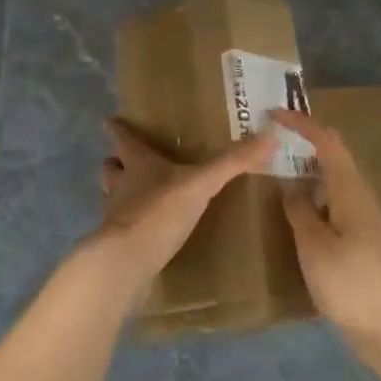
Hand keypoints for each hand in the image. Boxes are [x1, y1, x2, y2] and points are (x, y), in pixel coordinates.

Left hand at [86, 118, 277, 301]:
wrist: (128, 260)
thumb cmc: (161, 211)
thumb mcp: (202, 183)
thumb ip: (233, 162)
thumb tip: (270, 135)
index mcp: (138, 164)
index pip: (124, 140)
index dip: (118, 129)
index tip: (110, 120)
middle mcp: (122, 185)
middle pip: (112, 168)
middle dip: (117, 162)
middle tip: (124, 160)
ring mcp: (115, 216)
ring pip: (113, 196)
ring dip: (121, 193)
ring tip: (136, 195)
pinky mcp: (117, 244)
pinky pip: (123, 228)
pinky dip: (131, 225)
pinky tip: (145, 232)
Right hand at [270, 110, 380, 347]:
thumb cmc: (351, 283)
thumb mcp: (314, 246)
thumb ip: (299, 211)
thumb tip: (290, 185)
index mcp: (351, 190)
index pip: (327, 142)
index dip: (302, 124)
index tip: (273, 114)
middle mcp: (363, 198)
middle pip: (335, 158)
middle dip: (305, 144)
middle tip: (272, 143)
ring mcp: (367, 220)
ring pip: (336, 182)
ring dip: (310, 172)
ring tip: (278, 173)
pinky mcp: (365, 242)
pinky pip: (337, 204)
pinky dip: (316, 197)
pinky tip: (299, 214)